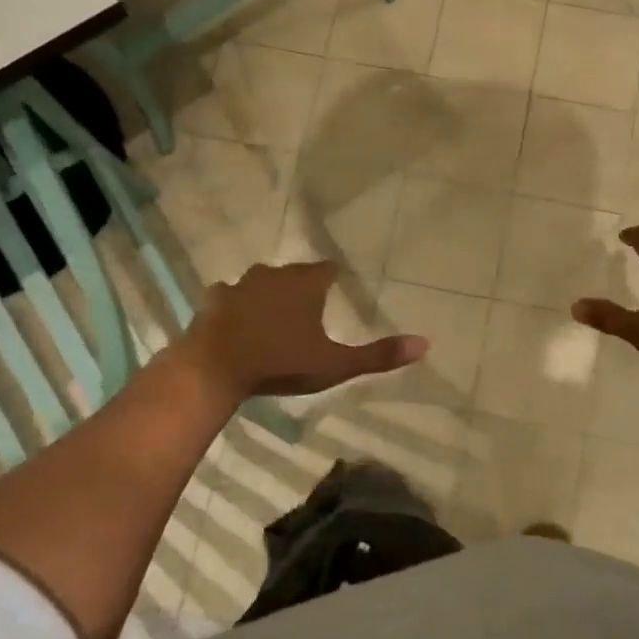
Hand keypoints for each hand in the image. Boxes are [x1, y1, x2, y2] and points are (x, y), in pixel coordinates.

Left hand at [178, 261, 426, 398]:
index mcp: (306, 284)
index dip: (334, 279)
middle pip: (294, 273)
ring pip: (260, 281)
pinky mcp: (213, 300)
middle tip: (309, 307)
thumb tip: (425, 344)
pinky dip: (236, 305)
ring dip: (268, 293)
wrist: (215, 369)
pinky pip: (229, 296)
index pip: (327, 270)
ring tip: (274, 313)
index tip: (338, 289)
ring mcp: (240, 285)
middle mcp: (274, 275)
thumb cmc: (281, 362)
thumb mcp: (334, 364)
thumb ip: (378, 356)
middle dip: (302, 286)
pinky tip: (237, 320)